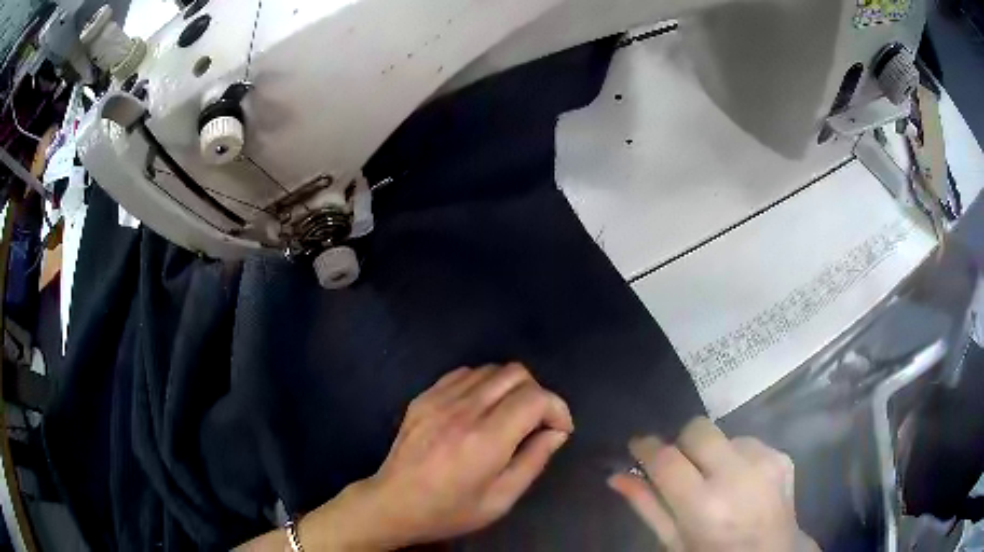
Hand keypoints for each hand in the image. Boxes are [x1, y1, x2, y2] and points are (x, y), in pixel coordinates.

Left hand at [352, 363, 572, 547]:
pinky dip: (483, 384)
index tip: (559, 429)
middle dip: (537, 394)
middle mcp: (463, 410)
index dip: (557, 408)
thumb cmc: (450, 511)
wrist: (393, 504)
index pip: (535, 398)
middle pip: (516, 373)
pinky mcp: (423, 397)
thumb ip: (534, 461)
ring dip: (510, 388)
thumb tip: (557, 432)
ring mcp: (439, 399)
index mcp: (485, 440)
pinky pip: (463, 374)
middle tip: (536, 423)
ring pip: (491, 369)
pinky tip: (480, 409)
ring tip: (508, 416)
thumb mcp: (501, 499)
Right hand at [608, 418, 818, 551]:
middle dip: (682, 443)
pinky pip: (748, 442)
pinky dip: (737, 458)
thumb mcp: (675, 542)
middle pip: (697, 429)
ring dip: (712, 453)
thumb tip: (617, 475)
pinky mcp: (782, 456)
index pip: (666, 459)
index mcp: (705, 506)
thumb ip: (647, 507)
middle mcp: (737, 476)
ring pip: (723, 434)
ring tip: (717, 482)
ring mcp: (765, 462)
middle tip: (680, 467)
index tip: (638, 446)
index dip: (646, 447)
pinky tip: (741, 483)